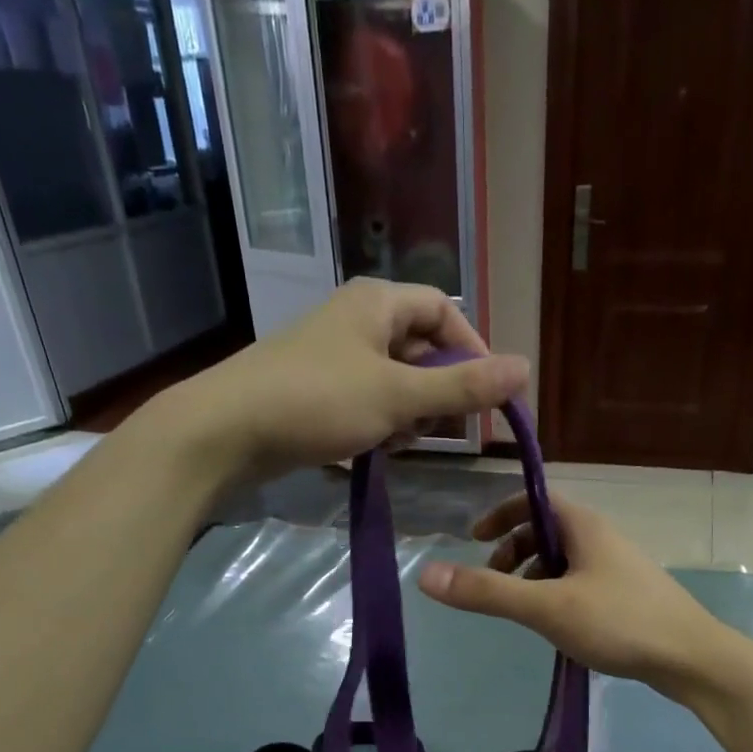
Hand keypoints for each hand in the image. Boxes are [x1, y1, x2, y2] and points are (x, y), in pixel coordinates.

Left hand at [167, 279, 528, 483]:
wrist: (227, 431)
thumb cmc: (317, 401)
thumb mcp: (398, 396)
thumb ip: (462, 388)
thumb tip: (525, 368)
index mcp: (377, 303)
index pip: (444, 313)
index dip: (472, 351)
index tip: (487, 397)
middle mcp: (357, 320)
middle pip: (420, 348)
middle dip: (438, 390)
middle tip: (438, 427)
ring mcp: (333, 356)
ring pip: (395, 380)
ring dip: (409, 413)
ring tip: (399, 441)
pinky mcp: (316, 391)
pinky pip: (367, 401)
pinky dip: (380, 423)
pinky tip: (374, 448)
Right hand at [419, 494, 732, 697]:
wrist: (692, 659)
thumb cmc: (619, 622)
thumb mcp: (546, 607)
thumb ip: (487, 593)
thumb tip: (425, 574)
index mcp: (584, 527)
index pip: (533, 499)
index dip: (500, 514)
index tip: (473, 540)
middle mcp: (601, 539)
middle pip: (545, 531)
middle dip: (512, 553)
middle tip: (492, 585)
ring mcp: (616, 569)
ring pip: (562, 561)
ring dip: (532, 578)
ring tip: (521, 612)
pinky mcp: (626, 597)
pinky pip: (578, 584)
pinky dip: (555, 596)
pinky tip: (555, 628)